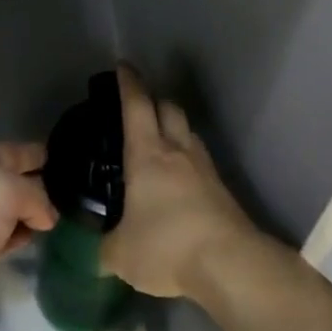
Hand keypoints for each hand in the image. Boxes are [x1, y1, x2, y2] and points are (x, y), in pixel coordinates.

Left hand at [0, 142, 56, 330]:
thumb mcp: (5, 191)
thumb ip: (35, 195)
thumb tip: (45, 216)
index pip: (22, 150)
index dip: (47, 157)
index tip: (74, 169)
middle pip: (15, 180)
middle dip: (41, 188)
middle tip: (72, 201)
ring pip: (6, 211)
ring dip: (27, 217)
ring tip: (58, 225)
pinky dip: (12, 240)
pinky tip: (26, 245)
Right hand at [102, 67, 260, 300]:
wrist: (230, 264)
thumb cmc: (167, 246)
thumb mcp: (121, 254)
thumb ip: (106, 247)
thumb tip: (102, 251)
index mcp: (147, 154)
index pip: (137, 105)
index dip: (129, 83)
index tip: (123, 66)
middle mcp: (178, 151)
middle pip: (169, 108)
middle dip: (153, 100)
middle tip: (138, 107)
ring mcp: (204, 168)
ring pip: (188, 132)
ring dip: (173, 128)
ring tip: (159, 143)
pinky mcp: (222, 189)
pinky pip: (200, 160)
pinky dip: (187, 159)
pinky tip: (179, 179)